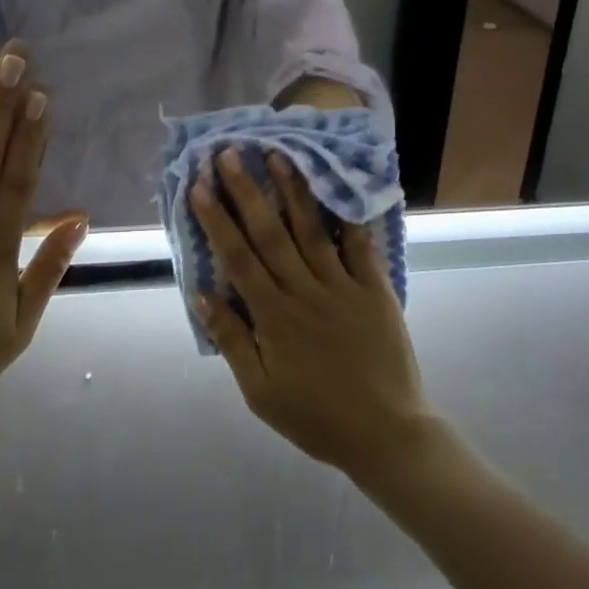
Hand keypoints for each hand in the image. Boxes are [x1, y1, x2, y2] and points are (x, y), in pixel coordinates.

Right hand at [190, 149, 433, 480]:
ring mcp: (342, 286)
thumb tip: (201, 294)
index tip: (201, 186)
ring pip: (311, 230)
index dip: (217, 220)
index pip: (238, 257)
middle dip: (247, 191)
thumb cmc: (316, 416)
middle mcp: (304, 291)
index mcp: (273, 316)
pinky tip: (337, 187)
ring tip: (279, 155)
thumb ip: (232, 340)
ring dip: (293, 191)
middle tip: (231, 154)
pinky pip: (359, 246)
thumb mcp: (260, 391)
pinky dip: (347, 216)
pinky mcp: (374, 288)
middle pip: (269, 233)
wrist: (387, 434)